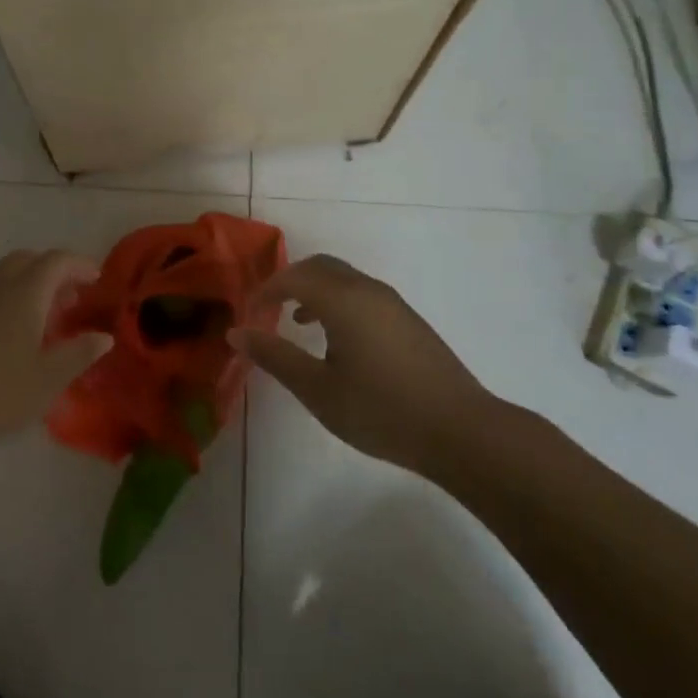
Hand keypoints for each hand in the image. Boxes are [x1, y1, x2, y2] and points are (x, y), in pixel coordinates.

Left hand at [0, 249, 111, 472]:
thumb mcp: (48, 380)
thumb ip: (79, 353)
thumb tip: (103, 336)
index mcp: (23, 293)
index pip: (56, 261)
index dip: (79, 265)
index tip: (95, 280)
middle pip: (26, 260)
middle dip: (51, 272)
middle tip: (67, 301)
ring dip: (23, 287)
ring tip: (36, 323)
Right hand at [230, 254, 496, 478]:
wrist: (460, 431)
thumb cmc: (381, 411)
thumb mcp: (318, 390)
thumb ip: (276, 357)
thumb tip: (237, 332)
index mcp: (343, 300)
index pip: (293, 277)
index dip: (265, 290)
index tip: (247, 314)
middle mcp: (367, 290)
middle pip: (319, 267)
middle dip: (288, 281)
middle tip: (267, 309)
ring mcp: (391, 303)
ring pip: (342, 279)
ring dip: (314, 290)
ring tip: (296, 322)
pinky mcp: (407, 319)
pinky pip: (361, 293)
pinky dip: (336, 301)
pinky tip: (336, 339)